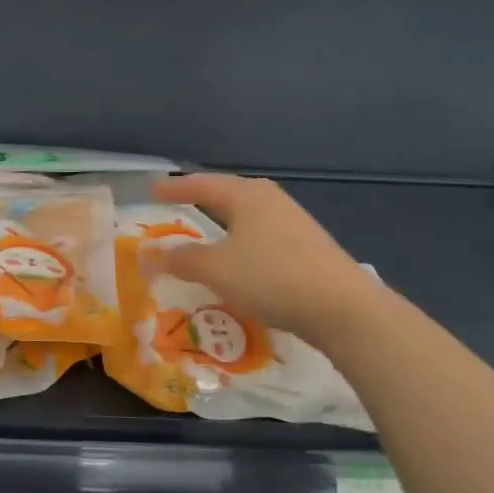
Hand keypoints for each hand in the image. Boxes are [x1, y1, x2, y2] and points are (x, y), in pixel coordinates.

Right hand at [149, 174, 375, 335]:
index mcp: (246, 196)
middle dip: (201, 197)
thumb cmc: (272, 277)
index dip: (174, 188)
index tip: (152, 190)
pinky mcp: (308, 245)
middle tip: (178, 202)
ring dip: (224, 220)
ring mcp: (293, 221)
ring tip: (207, 228)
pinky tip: (241, 255)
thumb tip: (149, 253)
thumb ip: (182, 259)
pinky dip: (242, 238)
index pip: (201, 185)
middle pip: (227, 193)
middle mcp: (270, 200)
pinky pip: (262, 232)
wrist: (344, 308)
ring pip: (248, 213)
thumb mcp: (218, 270)